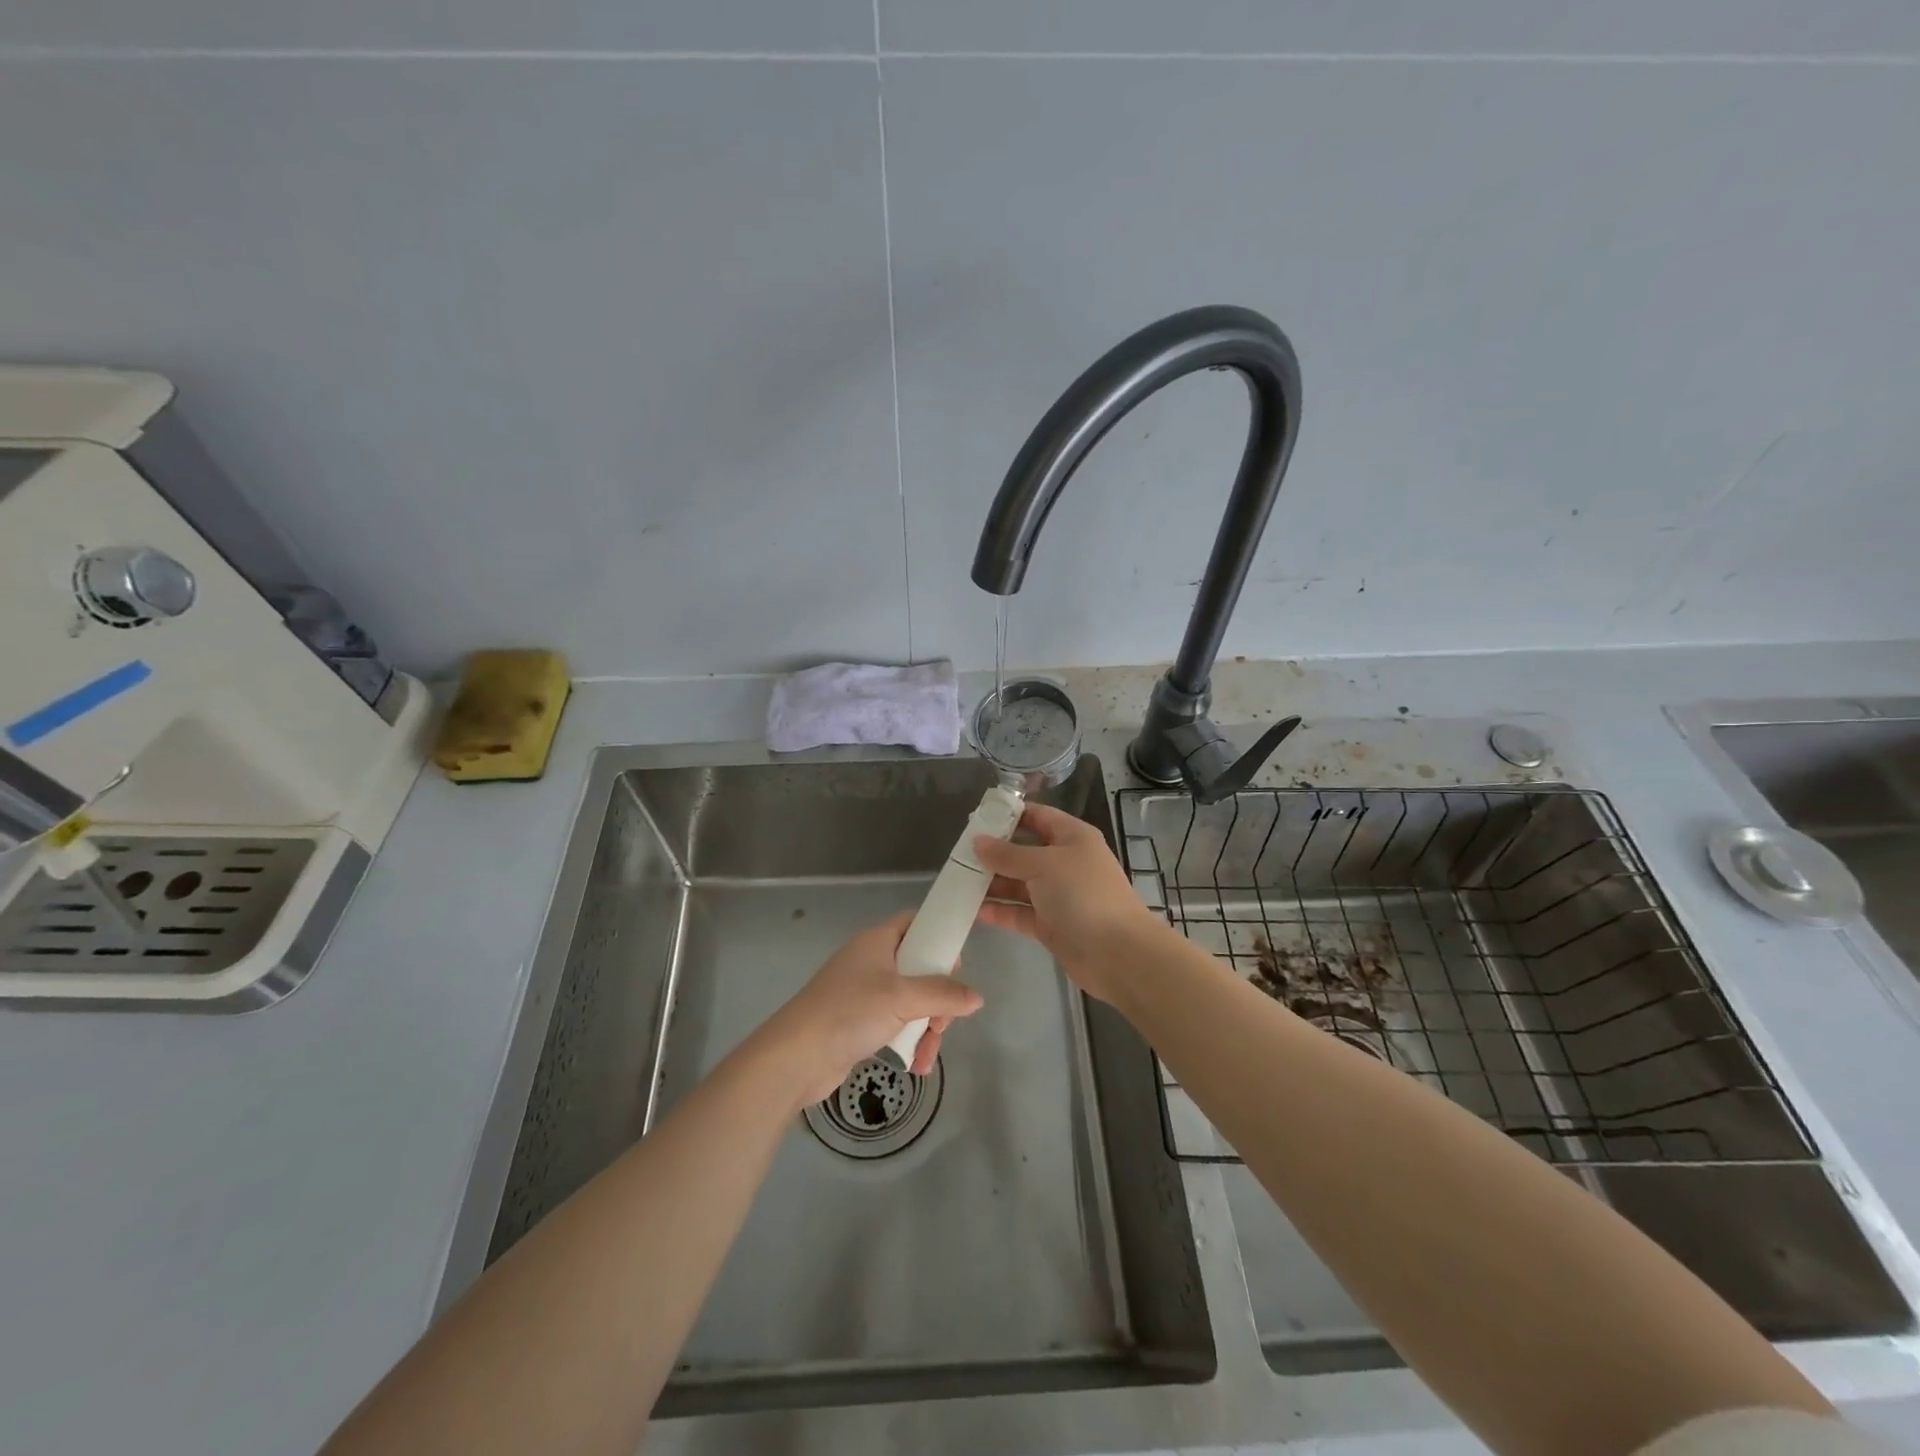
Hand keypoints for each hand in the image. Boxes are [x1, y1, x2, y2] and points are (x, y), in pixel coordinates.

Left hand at [764, 911, 984, 1106]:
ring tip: (928, 1055)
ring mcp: (863, 993)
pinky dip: (907, 1041)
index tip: (955, 968)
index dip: (939, 939)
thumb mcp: (903, 998)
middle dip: (938, 999)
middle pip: (919, 969)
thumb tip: (976, 998)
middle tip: (942, 1023)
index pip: (916, 924)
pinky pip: (894, 1024)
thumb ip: (943, 994)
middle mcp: (871, 962)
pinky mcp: (857, 1023)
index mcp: (878, 941)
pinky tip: (916, 1065)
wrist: (796, 1056)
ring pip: (910, 1002)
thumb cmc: (850, 1012)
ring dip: (926, 1028)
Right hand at [974, 802, 1170, 1004]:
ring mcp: (1058, 895)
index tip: (976, 819)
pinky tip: (972, 910)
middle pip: (1024, 851)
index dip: (1009, 815)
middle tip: (958, 854)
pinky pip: (1020, 912)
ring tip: (958, 882)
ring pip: (1019, 883)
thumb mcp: (1043, 865)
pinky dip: (1000, 910)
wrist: (1117, 953)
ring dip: (992, 883)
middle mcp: (1065, 862)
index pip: (1037, 816)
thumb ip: (1008, 854)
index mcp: (1072, 837)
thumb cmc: (1083, 894)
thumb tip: (978, 841)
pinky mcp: (1051, 924)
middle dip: (994, 853)